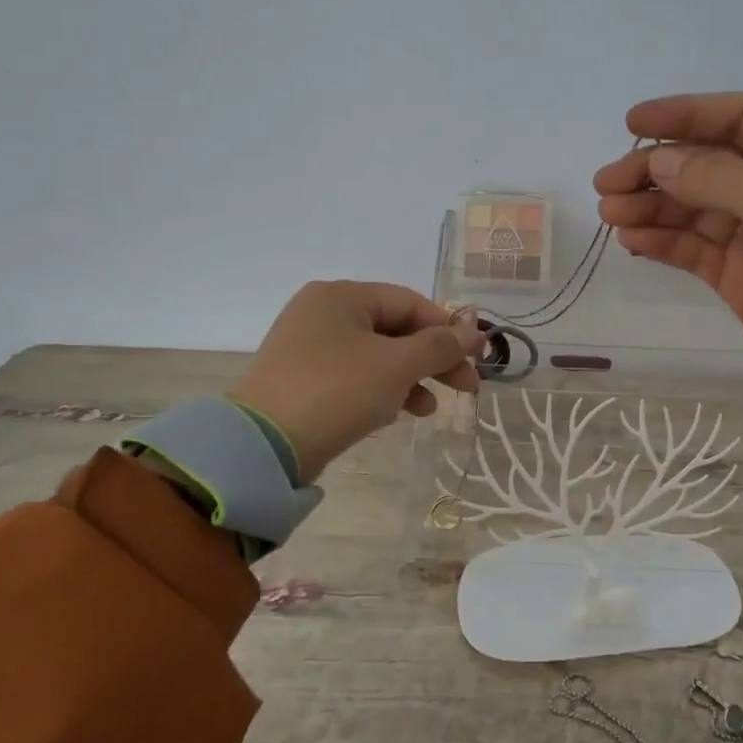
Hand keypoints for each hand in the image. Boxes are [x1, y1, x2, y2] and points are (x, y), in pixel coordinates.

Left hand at [230, 282, 483, 483]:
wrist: (264, 446)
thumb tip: (476, 332)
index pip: (410, 303)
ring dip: (411, 379)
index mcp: (342, 296)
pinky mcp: (304, 380)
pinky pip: (356, 376)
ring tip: (430, 408)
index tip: (478, 359)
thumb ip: (440, 346)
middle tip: (466, 387)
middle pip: (395, 330)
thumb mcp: (397, 365)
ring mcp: (309, 348)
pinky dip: (382, 390)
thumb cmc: (337, 390)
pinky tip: (398, 414)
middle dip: (433, 359)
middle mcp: (323, 313)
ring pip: (378, 356)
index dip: (449, 330)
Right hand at [594, 92, 742, 430]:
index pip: (741, 118)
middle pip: (708, 164)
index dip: (687, 113)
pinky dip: (663, 242)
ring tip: (611, 214)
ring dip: (652, 207)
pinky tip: (632, 240)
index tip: (633, 124)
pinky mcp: (741, 281)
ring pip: (694, 209)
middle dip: (657, 168)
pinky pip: (694, 251)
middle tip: (607, 183)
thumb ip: (721, 179)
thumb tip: (660, 161)